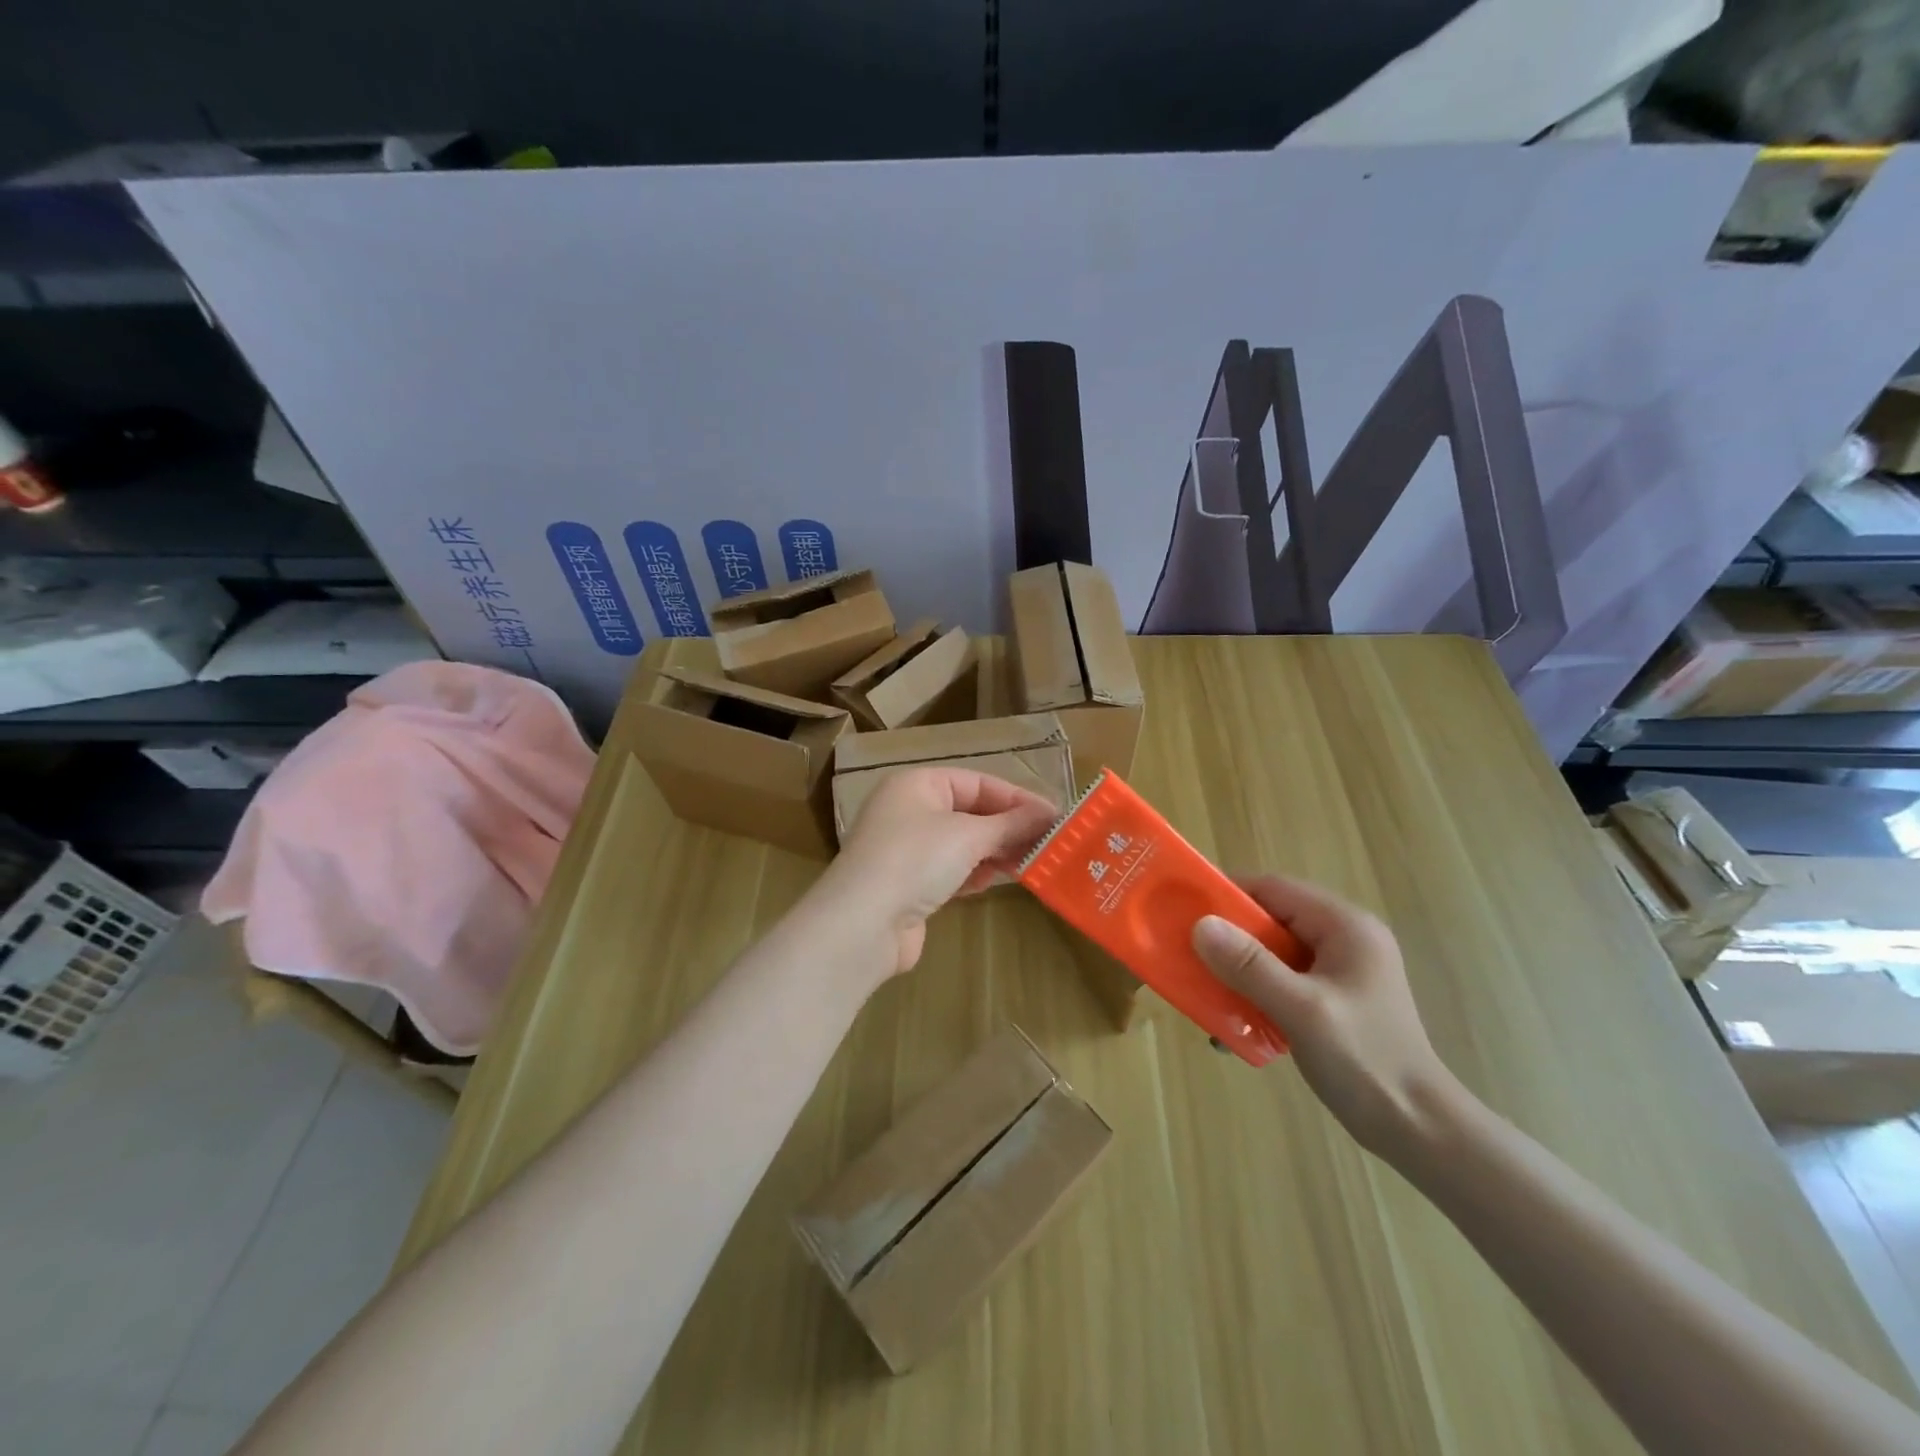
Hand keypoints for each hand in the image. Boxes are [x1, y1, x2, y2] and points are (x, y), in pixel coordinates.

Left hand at [810, 766, 1059, 980]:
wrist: (863, 924)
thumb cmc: (916, 860)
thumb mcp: (969, 835)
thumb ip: (1011, 824)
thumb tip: (1048, 814)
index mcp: (918, 784)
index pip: (977, 782)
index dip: (1016, 798)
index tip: (1053, 816)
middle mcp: (909, 810)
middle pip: (970, 812)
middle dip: (1007, 828)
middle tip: (1047, 844)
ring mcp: (906, 848)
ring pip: (962, 843)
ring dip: (993, 852)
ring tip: (1027, 864)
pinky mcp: (908, 884)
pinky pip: (949, 869)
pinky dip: (972, 873)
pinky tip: (989, 883)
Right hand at [1191, 874, 1455, 1152]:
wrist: (1419, 1131)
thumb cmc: (1364, 1061)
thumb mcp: (1300, 1009)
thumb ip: (1249, 965)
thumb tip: (1200, 924)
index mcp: (1345, 926)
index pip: (1274, 889)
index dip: (1227, 894)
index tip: (1184, 911)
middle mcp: (1344, 938)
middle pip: (1271, 920)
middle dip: (1228, 938)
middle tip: (1187, 956)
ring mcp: (1341, 970)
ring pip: (1273, 953)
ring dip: (1238, 971)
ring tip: (1206, 994)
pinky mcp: (1334, 999)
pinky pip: (1283, 980)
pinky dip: (1256, 994)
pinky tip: (1235, 1025)